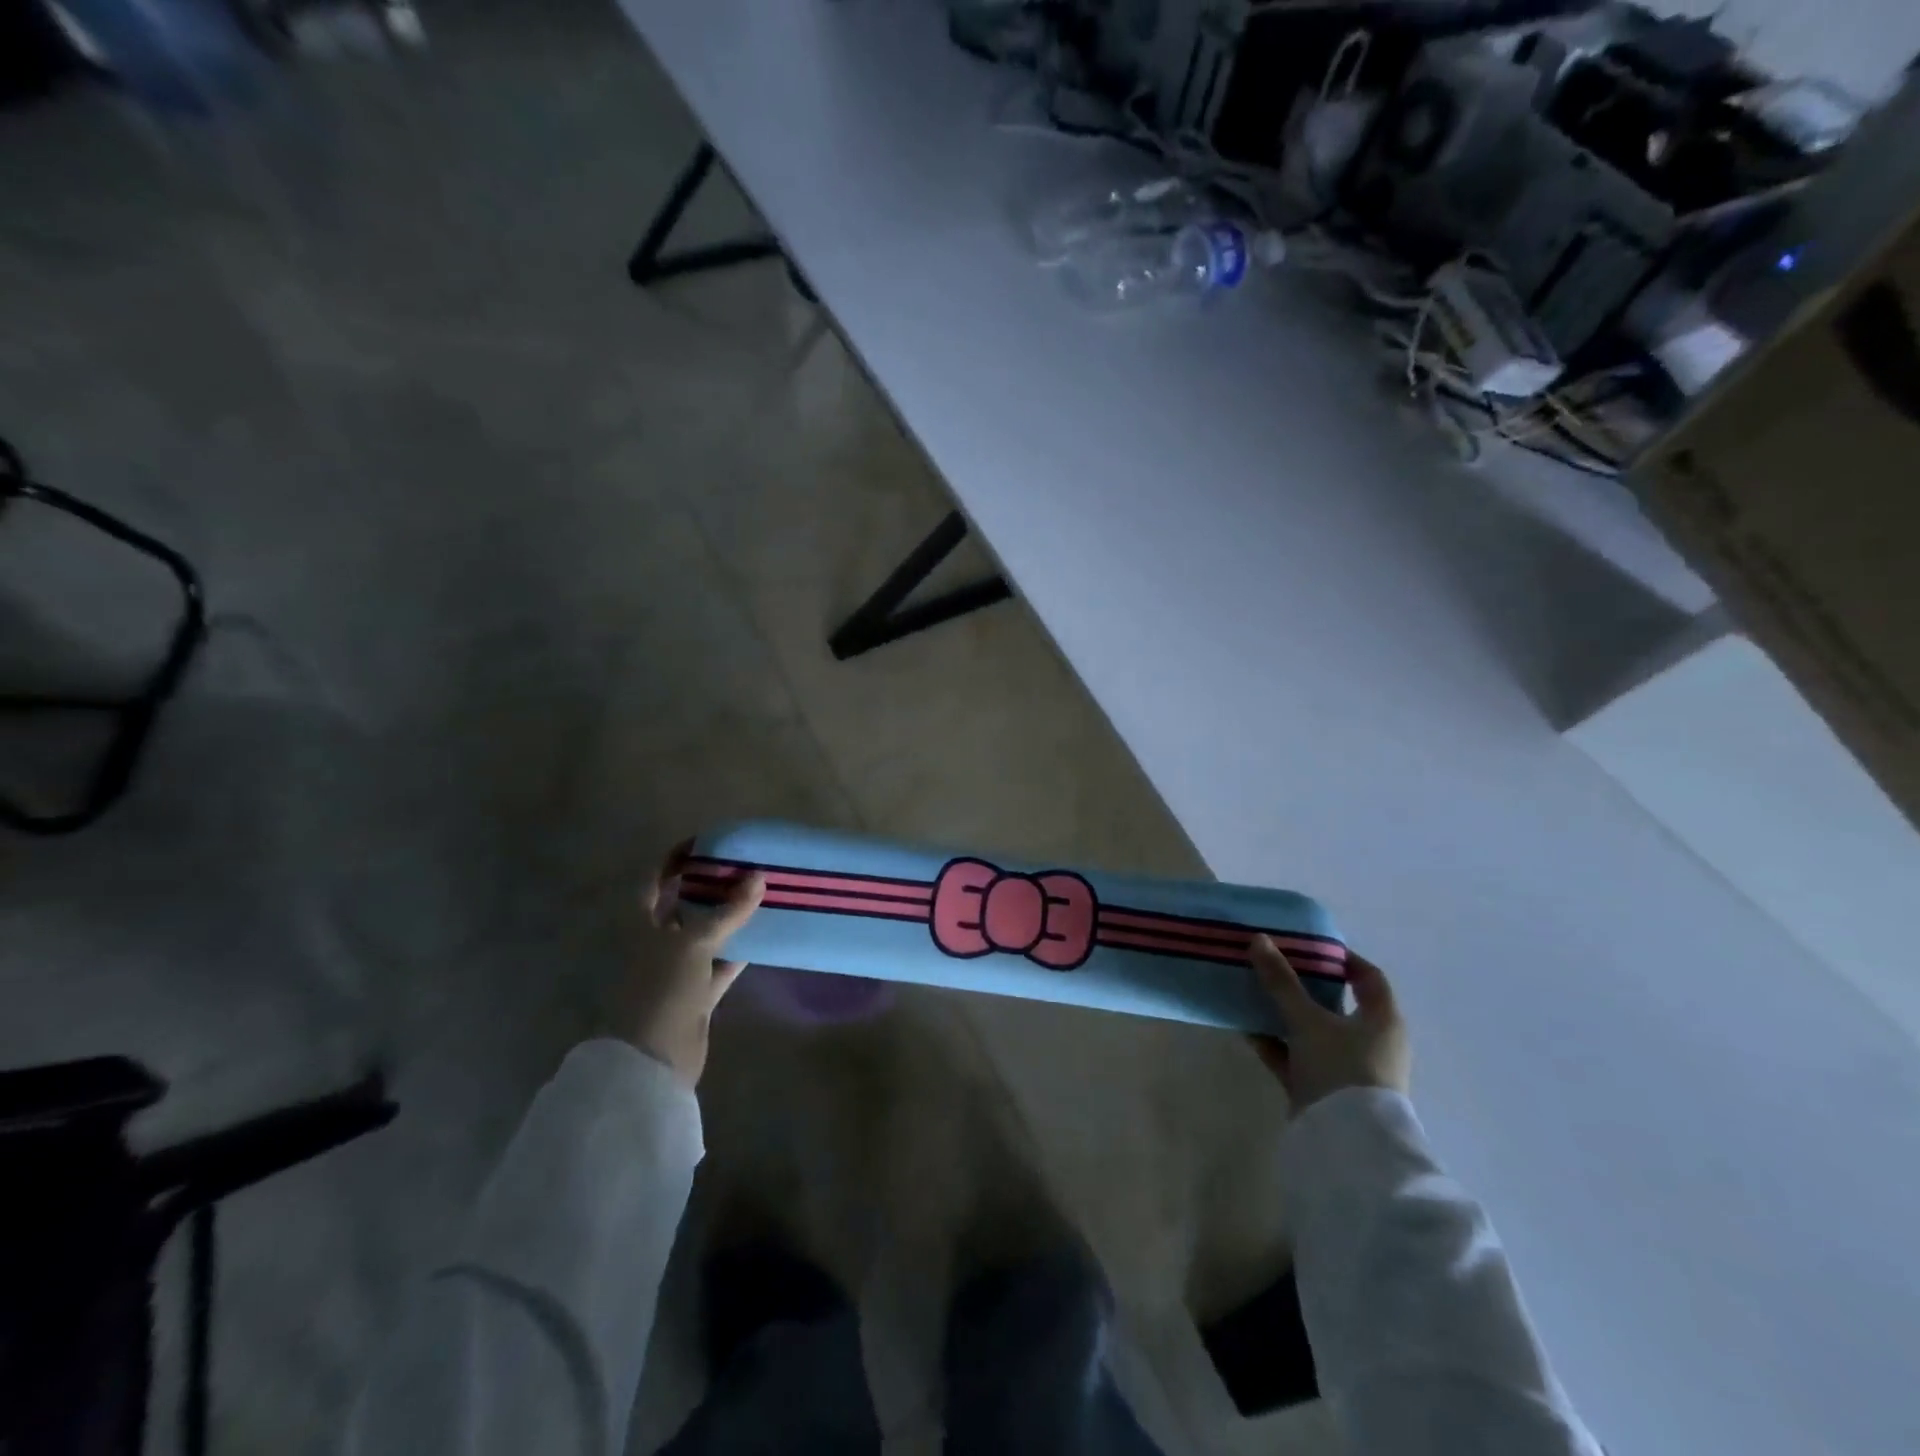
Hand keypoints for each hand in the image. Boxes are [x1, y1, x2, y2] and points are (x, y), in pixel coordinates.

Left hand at [624, 844, 765, 1087]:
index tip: (706, 841)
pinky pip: (722, 963)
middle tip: (743, 864)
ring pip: (707, 933)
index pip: (655, 879)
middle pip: (684, 904)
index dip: (675, 858)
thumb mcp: (694, 942)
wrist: (653, 1059)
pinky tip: (765, 935)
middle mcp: (657, 941)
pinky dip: (740, 950)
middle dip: (710, 885)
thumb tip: (759, 876)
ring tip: (760, 893)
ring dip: (730, 917)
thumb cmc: (662, 988)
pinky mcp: (698, 993)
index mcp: (642, 923)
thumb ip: (728, 911)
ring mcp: (678, 968)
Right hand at [1247, 937, 1410, 1112]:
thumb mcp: (1307, 1020)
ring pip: (1313, 1031)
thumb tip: (1259, 939)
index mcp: (1383, 1020)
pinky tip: (1247, 1030)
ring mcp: (1348, 1068)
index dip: (1341, 958)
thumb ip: (1282, 982)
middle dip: (1303, 985)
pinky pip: (1298, 1057)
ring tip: (1253, 994)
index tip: (1307, 946)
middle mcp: (1371, 1042)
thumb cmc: (1341, 1068)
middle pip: (1336, 1003)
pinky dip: (1276, 1043)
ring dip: (1285, 1014)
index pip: (1368, 976)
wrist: (1346, 1143)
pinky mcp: (1325, 1089)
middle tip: (1273, 966)